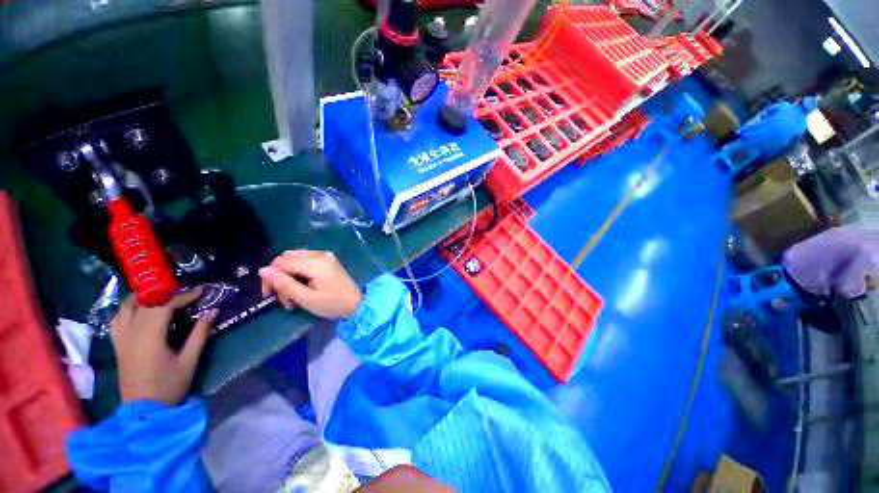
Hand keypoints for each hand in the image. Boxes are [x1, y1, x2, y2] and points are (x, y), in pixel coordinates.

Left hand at [110, 288, 217, 405]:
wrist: (144, 409)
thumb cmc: (169, 385)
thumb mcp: (189, 359)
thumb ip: (200, 333)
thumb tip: (213, 310)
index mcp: (149, 336)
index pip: (164, 306)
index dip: (183, 296)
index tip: (201, 291)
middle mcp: (131, 333)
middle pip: (145, 303)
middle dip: (166, 293)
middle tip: (185, 292)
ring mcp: (121, 338)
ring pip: (126, 308)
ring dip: (143, 297)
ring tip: (160, 295)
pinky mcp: (117, 345)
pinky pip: (118, 319)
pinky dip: (129, 309)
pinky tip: (139, 310)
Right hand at [258, 250, 362, 319]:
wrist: (357, 304)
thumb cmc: (333, 304)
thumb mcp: (306, 298)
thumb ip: (284, 284)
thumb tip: (262, 270)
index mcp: (316, 263)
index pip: (281, 263)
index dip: (270, 278)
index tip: (270, 296)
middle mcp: (320, 254)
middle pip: (286, 258)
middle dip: (279, 277)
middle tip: (283, 298)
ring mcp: (325, 255)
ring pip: (294, 259)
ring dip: (288, 276)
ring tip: (293, 297)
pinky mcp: (328, 260)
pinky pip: (305, 261)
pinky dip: (298, 273)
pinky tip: (301, 288)